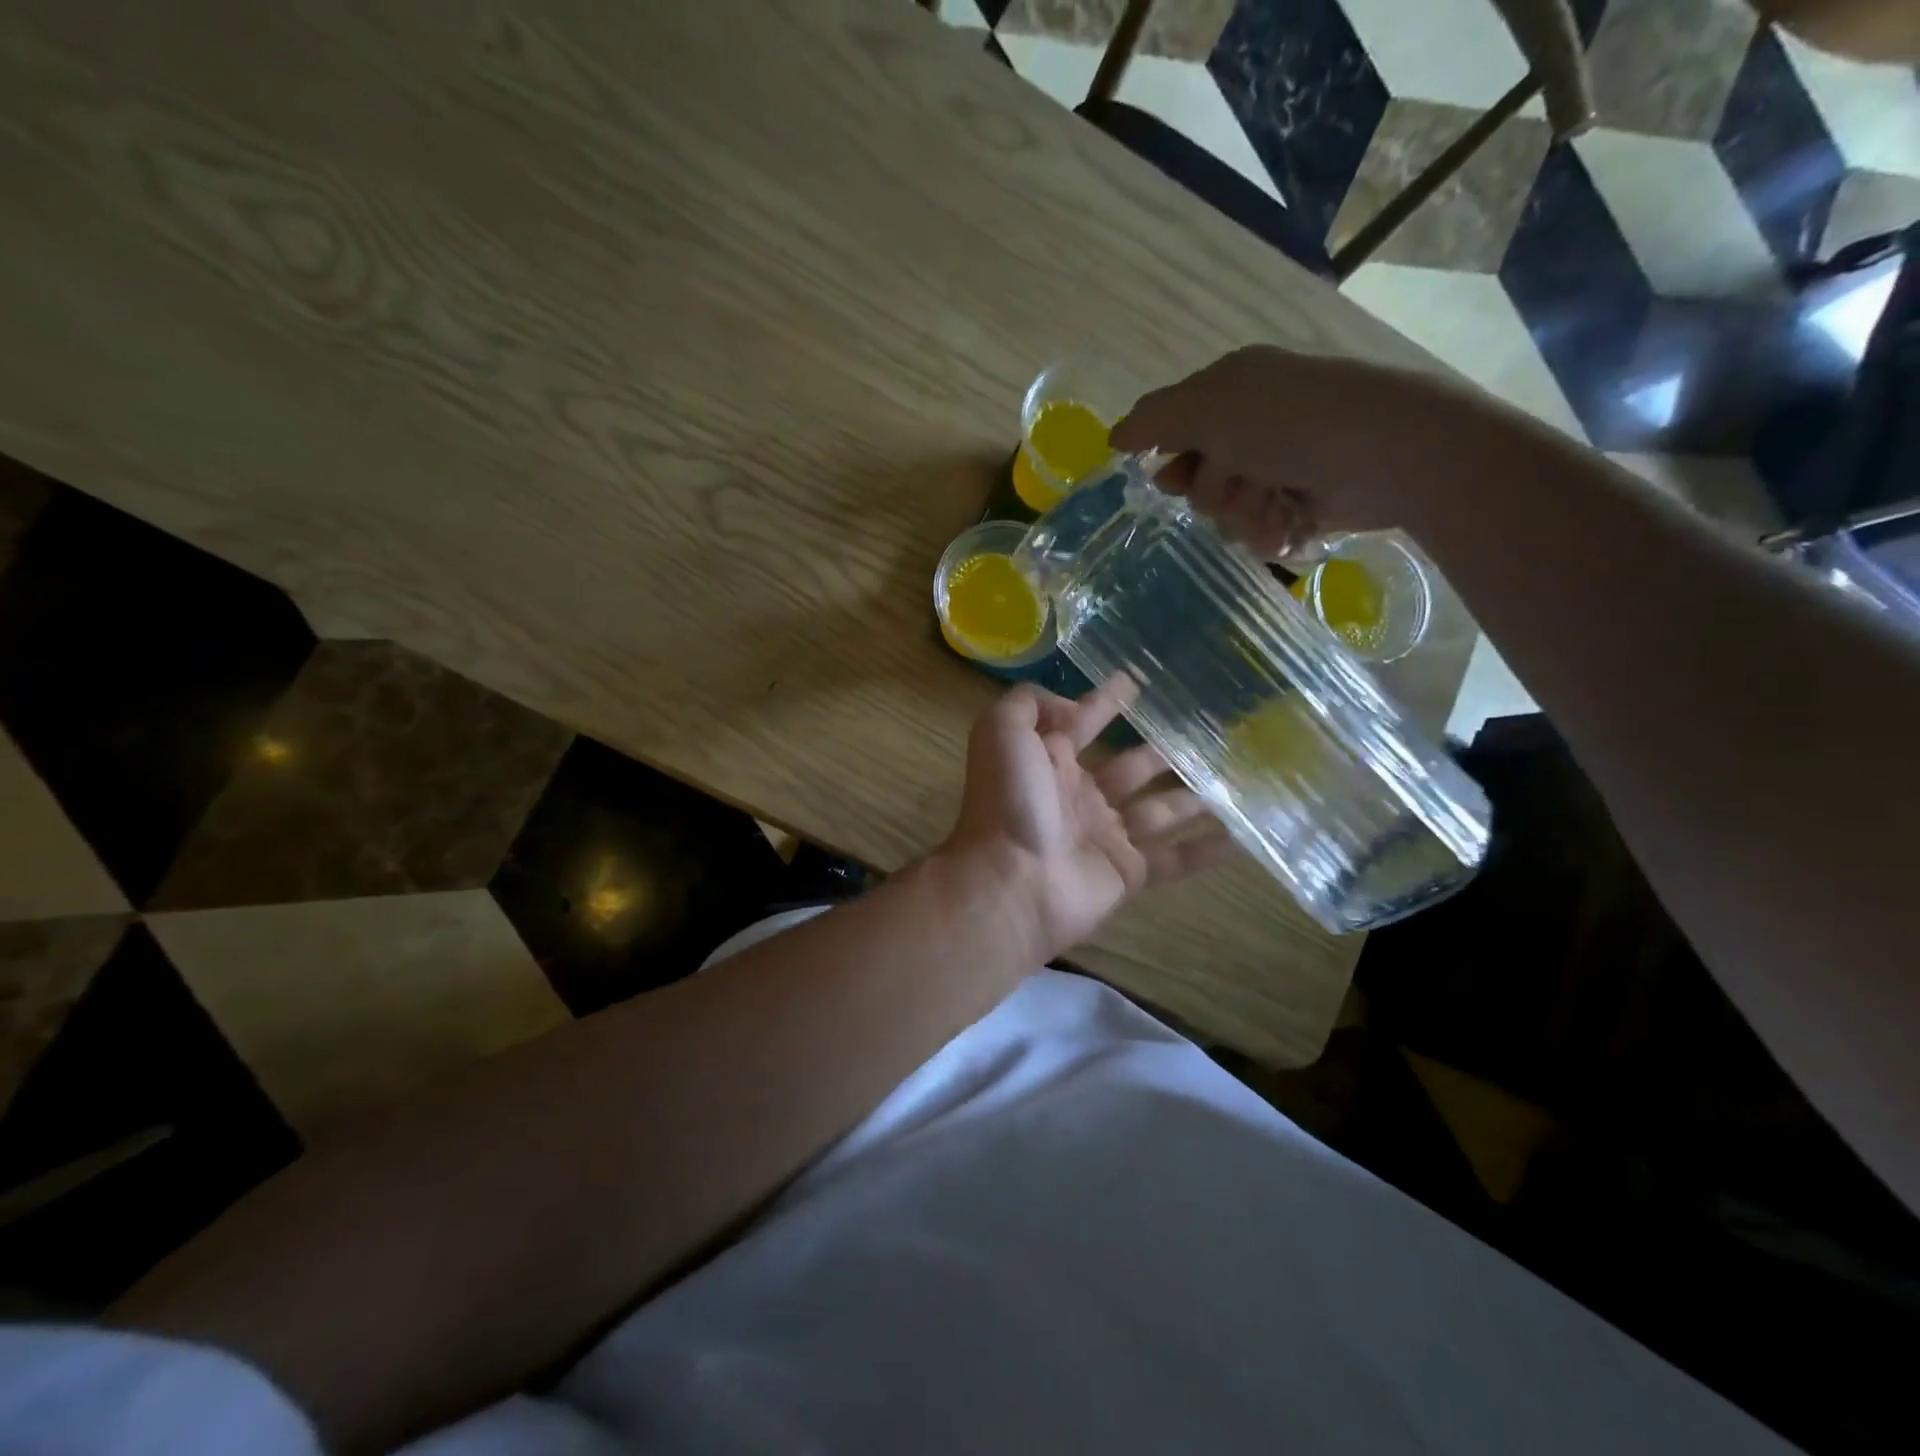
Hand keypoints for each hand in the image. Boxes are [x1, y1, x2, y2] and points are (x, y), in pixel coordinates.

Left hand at [943, 681, 1234, 959]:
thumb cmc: (1009, 801)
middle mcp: (1079, 796)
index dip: (1104, 703)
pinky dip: (1205, 850)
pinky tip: (1240, 837)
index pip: (1082, 724)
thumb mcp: (1002, 732)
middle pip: (1129, 767)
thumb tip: (1070, 706)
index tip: (1135, 682)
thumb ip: (1029, 704)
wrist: (1013, 881)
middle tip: (1204, 734)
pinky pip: (1173, 859)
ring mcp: (1105, 835)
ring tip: (1232, 777)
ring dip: (1192, 795)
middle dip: (1160, 751)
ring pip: (1158, 809)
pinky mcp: (1128, 872)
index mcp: (1049, 763)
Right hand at [1110, 345, 1530, 557]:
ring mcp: (1279, 467)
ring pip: (1227, 514)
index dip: (1170, 463)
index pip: (1173, 433)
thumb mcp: (1209, 408)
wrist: (1387, 453)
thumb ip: (1153, 421)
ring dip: (1243, 517)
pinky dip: (1270, 534)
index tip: (1174, 479)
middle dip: (1215, 493)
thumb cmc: (1290, 422)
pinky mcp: (1302, 505)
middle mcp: (1251, 428)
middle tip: (1242, 482)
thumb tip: (1113, 438)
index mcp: (1229, 392)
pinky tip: (1289, 527)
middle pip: (1198, 483)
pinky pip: (1260, 532)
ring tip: (1275, 506)